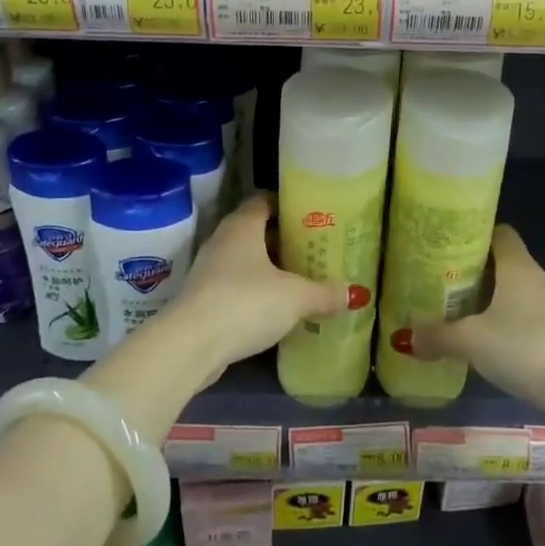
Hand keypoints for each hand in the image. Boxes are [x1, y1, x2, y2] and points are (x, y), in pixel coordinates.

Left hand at [172, 193, 348, 372]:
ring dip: (268, 269)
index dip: (287, 205)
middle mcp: (222, 240)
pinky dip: (254, 292)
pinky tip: (275, 308)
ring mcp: (209, 270)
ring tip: (299, 280)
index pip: (264, 200)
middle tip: (313, 250)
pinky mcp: (202, 299)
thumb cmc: (246, 303)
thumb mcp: (295, 298)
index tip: (312, 216)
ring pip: (245, 260)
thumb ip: (325, 293)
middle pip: (256, 231)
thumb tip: (354, 293)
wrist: (190, 345)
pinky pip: (235, 286)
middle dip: (283, 240)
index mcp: (242, 225)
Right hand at [411, 224, 544, 399]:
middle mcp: (537, 278)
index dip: (475, 234)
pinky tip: (488, 340)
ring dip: (491, 298)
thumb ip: (437, 337)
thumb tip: (404, 338)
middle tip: (443, 281)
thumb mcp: (471, 341)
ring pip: (515, 291)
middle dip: (475, 270)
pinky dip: (506, 321)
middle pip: (504, 262)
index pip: (499, 233)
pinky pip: (526, 316)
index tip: (448, 245)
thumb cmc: (523, 346)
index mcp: (518, 266)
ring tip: (459, 310)